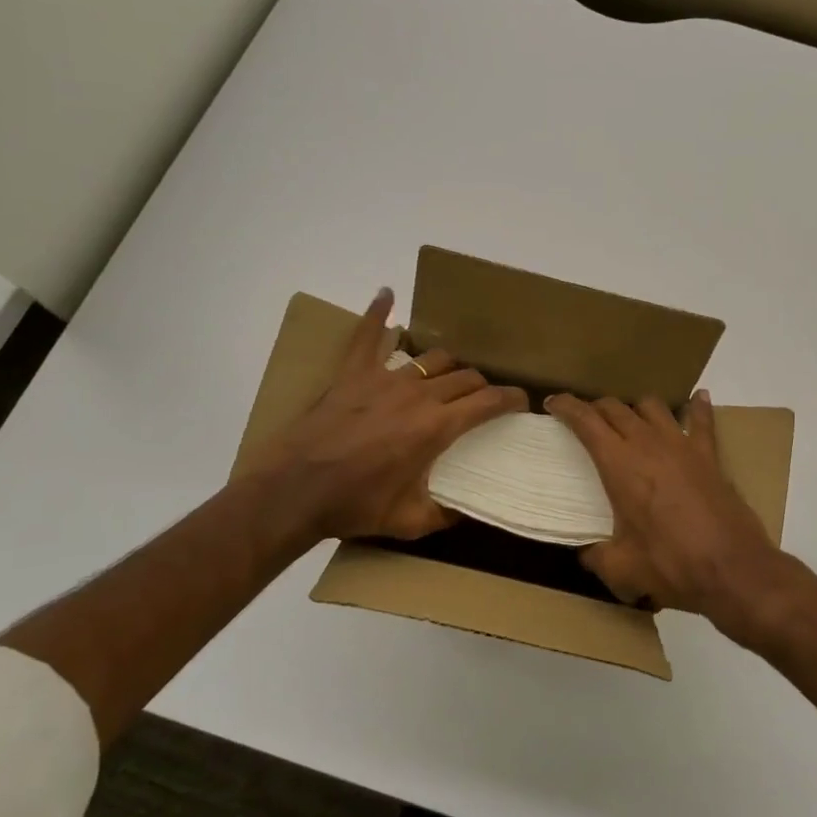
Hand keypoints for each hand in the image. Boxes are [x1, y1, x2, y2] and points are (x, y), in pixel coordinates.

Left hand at [244, 289, 525, 546]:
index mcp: (436, 427)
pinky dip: (378, 313)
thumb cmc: (354, 505)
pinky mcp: (353, 374)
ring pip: (431, 357)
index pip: (487, 401)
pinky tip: (386, 294)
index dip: (510, 398)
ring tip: (450, 374)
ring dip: (448, 365)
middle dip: (482, 385)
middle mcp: (418, 394)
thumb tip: (467, 510)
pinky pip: (367, 336)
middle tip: (483, 398)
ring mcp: (384, 378)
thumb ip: (445, 514)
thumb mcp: (409, 522)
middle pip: (464, 376)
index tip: (521, 400)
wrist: (294, 491)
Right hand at [546, 391, 809, 649]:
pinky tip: (697, 398)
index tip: (553, 402)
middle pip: (615, 408)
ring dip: (635, 408)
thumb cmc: (671, 565)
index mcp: (619, 464)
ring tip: (629, 418)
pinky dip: (697, 407)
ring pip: (652, 406)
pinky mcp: (709, 454)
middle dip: (595, 407)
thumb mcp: (621, 569)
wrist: (732, 569)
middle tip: (586, 418)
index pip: (586, 421)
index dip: (566, 407)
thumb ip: (597, 556)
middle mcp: (647, 443)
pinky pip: (701, 420)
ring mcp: (681, 444)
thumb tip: (586, 553)